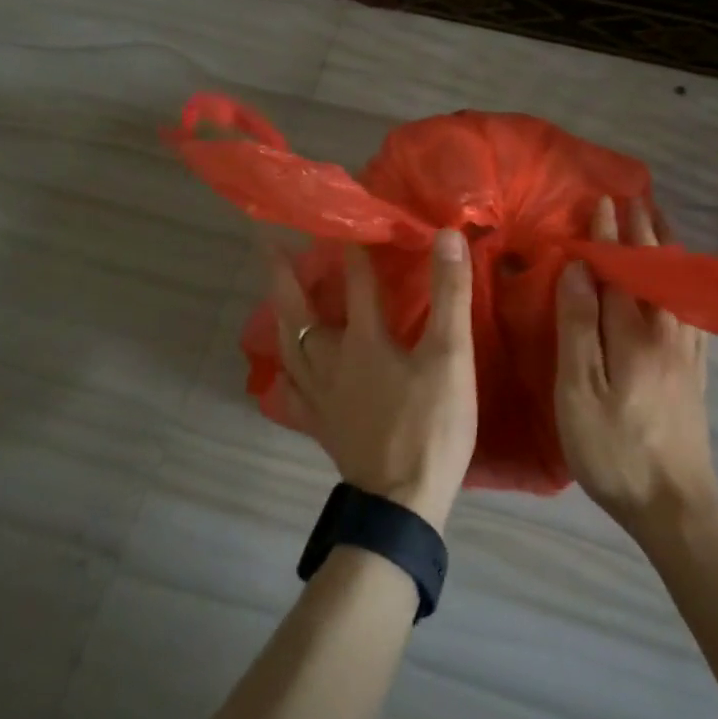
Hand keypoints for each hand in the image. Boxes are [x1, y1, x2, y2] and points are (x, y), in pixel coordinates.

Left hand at [266, 231, 477, 532]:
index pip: (356, 282)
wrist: (402, 503)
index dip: (352, 248)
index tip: (345, 215)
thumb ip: (450, 295)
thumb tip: (446, 236)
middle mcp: (331, 362)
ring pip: (289, 347)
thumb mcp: (451, 356)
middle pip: (299, 312)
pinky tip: (286, 372)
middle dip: (283, 274)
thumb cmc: (431, 425)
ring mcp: (320, 396)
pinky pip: (293, 391)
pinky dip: (286, 373)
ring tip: (274, 295)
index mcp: (363, 341)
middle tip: (266, 243)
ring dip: (280, 314)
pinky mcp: (320, 425)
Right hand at [554, 197, 717, 539]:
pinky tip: (685, 279)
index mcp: (633, 333)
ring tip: (660, 222)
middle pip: (658, 268)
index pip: (620, 269)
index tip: (602, 200)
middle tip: (636, 197)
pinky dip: (686, 278)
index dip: (609, 234)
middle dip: (644, 230)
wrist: (676, 504)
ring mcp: (688, 350)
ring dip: (668, 247)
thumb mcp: (579, 392)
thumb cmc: (614, 450)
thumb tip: (578, 269)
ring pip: (680, 283)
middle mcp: (667, 331)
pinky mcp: (697, 369)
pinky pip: (694, 305)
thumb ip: (578, 327)